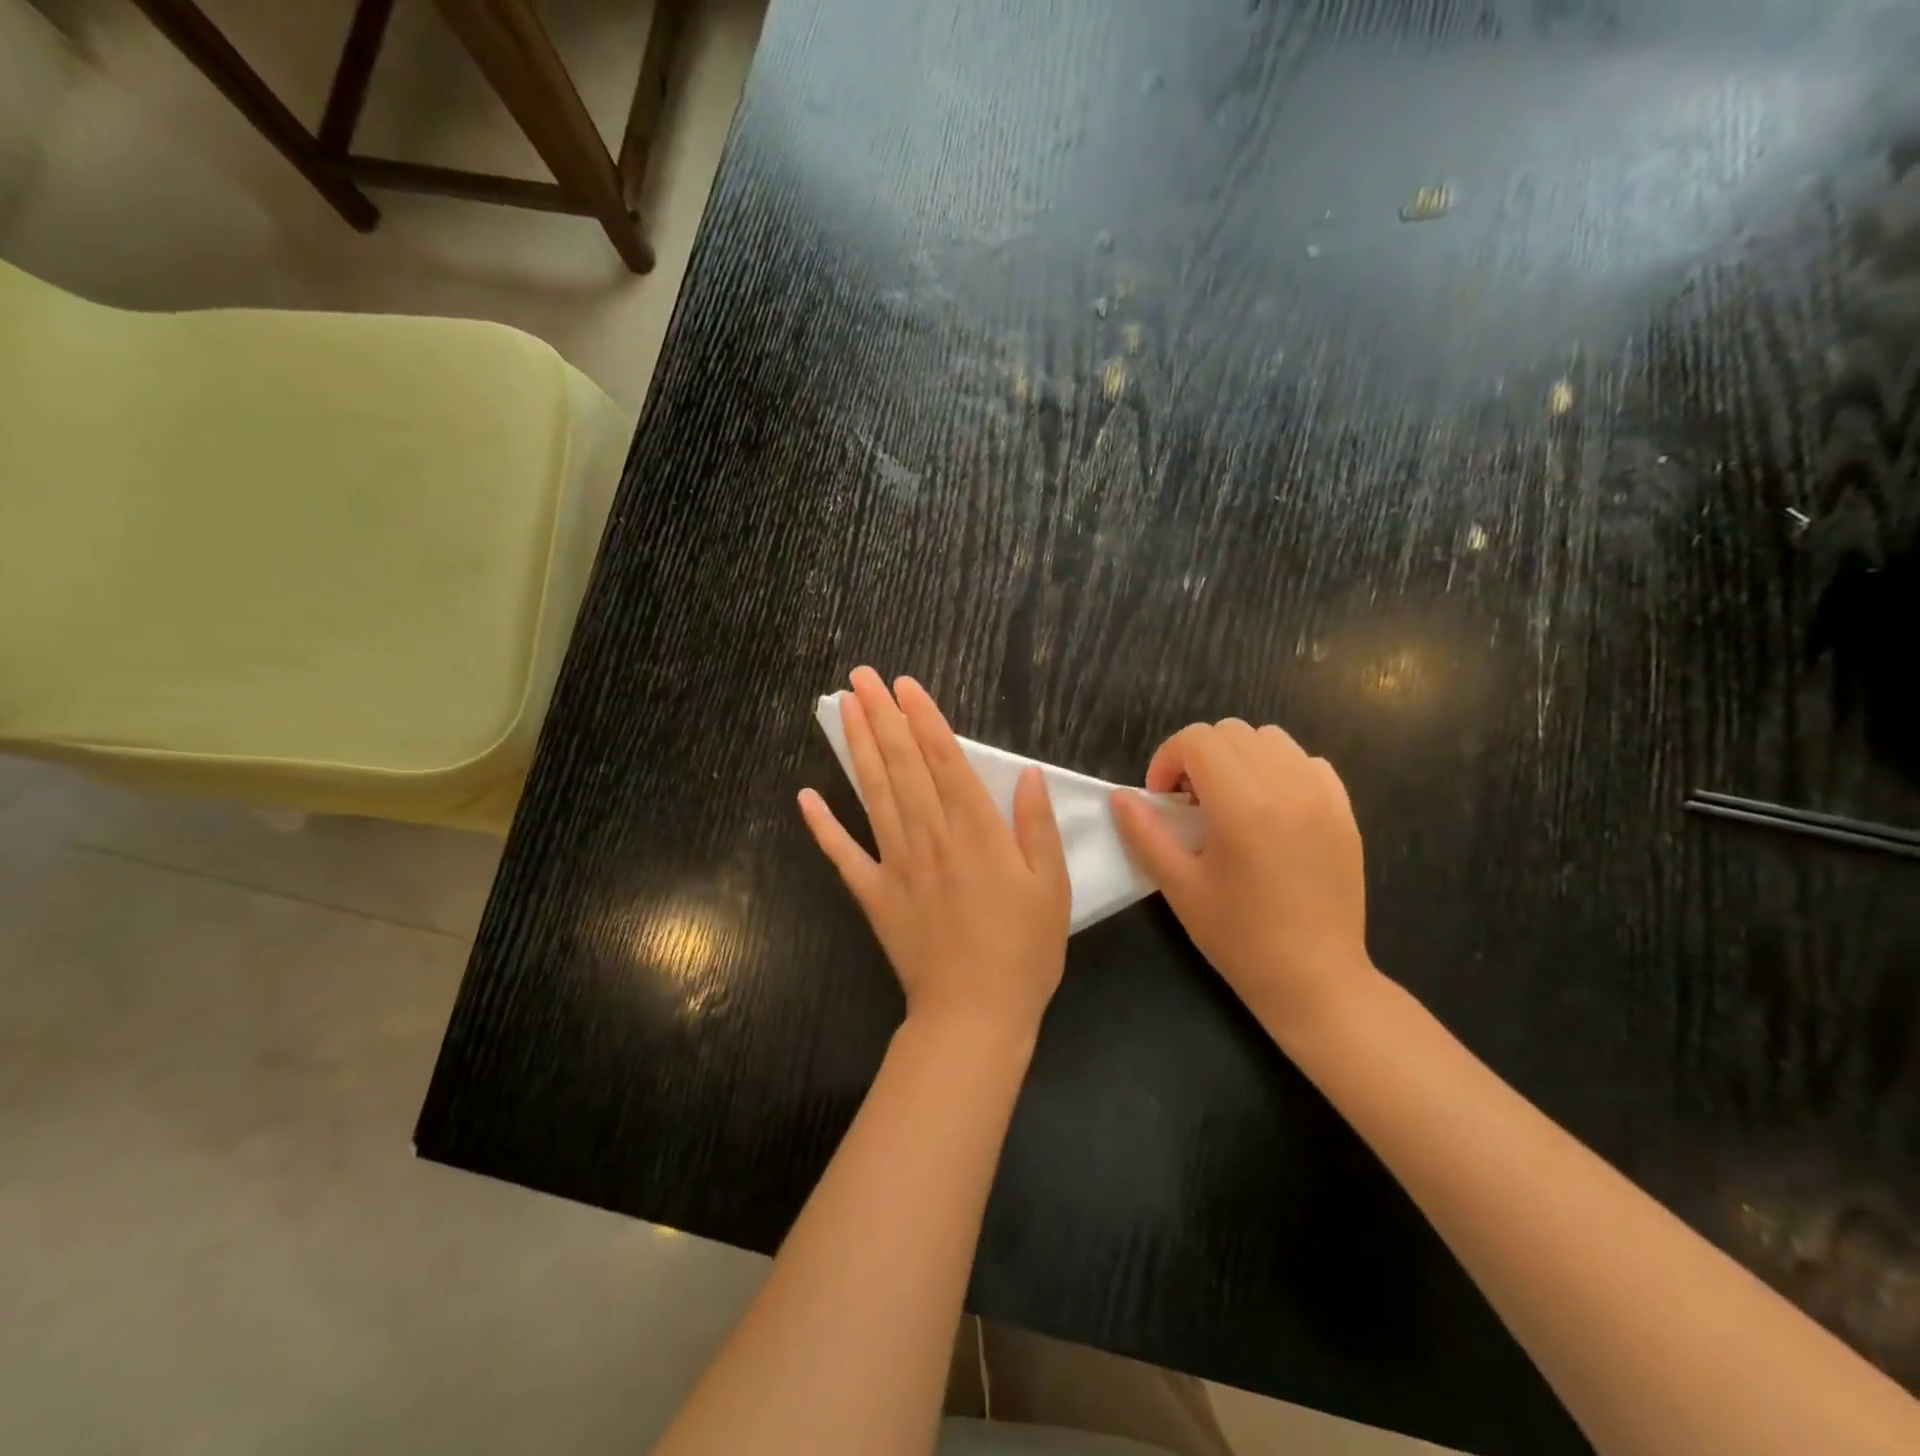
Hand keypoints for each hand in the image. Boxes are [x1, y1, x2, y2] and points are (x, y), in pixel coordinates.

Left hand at [799, 668, 1071, 1039]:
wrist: (975, 1013)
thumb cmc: (1023, 950)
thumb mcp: (1052, 887)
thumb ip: (1037, 827)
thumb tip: (1028, 775)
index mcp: (976, 831)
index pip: (944, 759)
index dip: (923, 718)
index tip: (903, 684)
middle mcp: (930, 836)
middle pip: (902, 765)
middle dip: (881, 716)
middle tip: (860, 677)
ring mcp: (896, 864)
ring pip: (873, 794)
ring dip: (857, 748)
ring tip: (841, 709)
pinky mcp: (874, 894)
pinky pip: (843, 855)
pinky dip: (822, 825)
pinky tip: (805, 796)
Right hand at [1111, 719, 1371, 1035]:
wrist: (1315, 979)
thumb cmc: (1239, 938)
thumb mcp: (1179, 887)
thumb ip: (1145, 834)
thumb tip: (1121, 796)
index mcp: (1243, 807)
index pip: (1198, 740)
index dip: (1167, 759)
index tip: (1163, 799)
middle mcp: (1287, 788)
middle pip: (1232, 732)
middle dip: (1199, 756)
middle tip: (1190, 802)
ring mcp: (1322, 797)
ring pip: (1271, 739)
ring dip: (1239, 757)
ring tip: (1230, 800)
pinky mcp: (1344, 812)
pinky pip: (1308, 763)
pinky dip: (1280, 770)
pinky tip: (1269, 809)